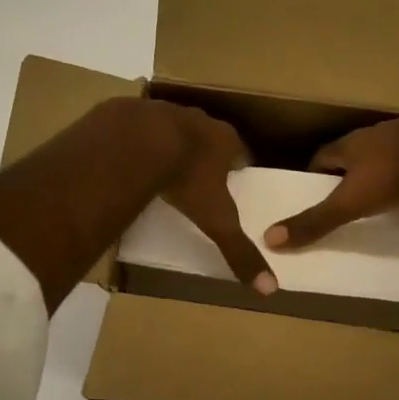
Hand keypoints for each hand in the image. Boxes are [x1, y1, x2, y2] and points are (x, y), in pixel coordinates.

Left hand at [141, 101, 277, 294]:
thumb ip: (239, 251)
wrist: (136, 143)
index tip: (233, 175)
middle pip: (206, 135)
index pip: (239, 150)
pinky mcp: (130, 112)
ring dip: (169, 142)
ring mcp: (162, 111)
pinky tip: (128, 157)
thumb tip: (270, 289)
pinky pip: (136, 126)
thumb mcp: (216, 220)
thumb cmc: (185, 180)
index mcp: (223, 140)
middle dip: (204, 150)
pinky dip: (135, 140)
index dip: (237, 163)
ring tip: (161, 164)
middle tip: (197, 172)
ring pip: (171, 126)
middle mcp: (197, 119)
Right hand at [264, 105, 398, 249]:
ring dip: (378, 172)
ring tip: (376, 197)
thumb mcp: (350, 202)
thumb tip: (269, 239)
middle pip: (353, 155)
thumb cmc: (394, 172)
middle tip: (342, 199)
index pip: (321, 157)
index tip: (309, 193)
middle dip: (346, 174)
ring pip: (385, 155)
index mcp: (350, 144)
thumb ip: (315, 221)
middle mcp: (375, 136)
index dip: (313, 175)